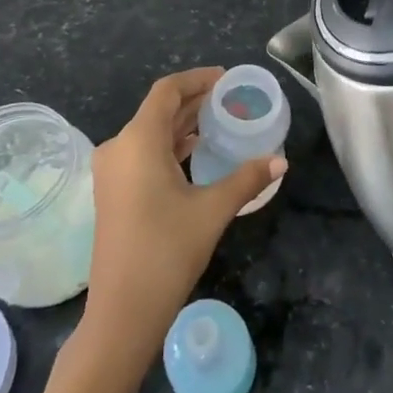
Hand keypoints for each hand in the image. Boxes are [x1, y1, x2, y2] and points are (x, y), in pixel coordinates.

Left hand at [82, 67, 285, 367]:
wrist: (121, 313)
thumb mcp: (212, 210)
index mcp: (138, 141)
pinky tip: (194, 152)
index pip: (167, 91)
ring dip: (182, 123)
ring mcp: (111, 172)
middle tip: (230, 100)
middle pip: (158, 110)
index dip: (197, 79)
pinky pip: (142, 153)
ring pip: (150, 132)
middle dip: (194, 101)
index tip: (226, 79)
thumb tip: (281, 162)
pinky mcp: (112, 192)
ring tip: (218, 122)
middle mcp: (119, 148)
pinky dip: (169, 145)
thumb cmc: (166, 251)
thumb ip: (246, 179)